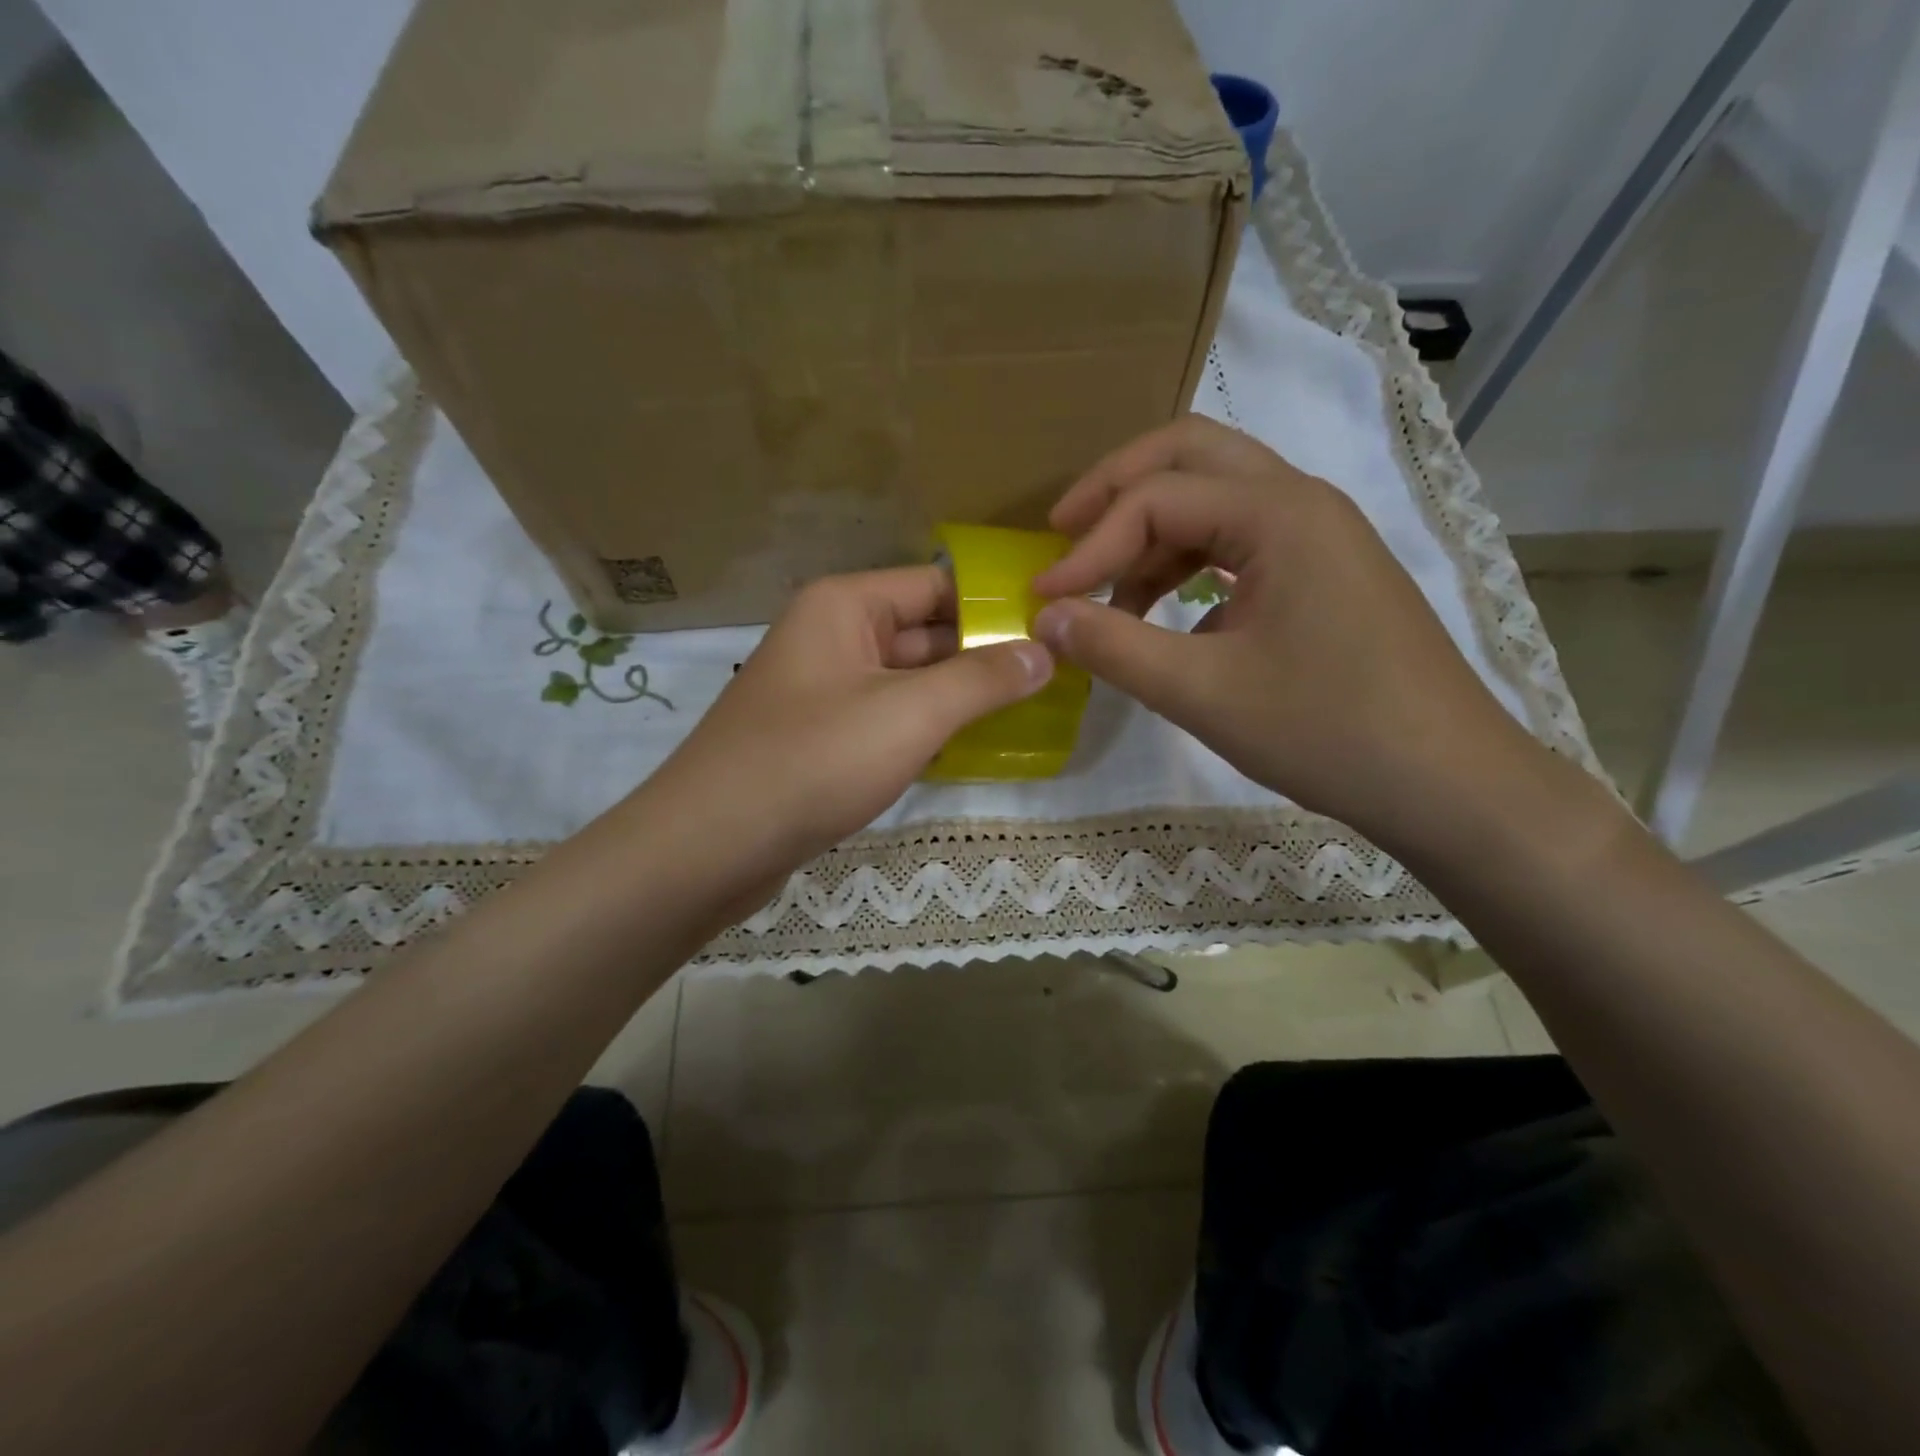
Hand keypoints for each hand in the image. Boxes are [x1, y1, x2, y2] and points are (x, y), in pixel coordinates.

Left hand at [642, 566, 1053, 889]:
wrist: (710, 846)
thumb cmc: (814, 760)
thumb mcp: (910, 713)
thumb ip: (982, 679)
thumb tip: (1045, 650)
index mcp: (845, 606)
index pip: (937, 585)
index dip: (995, 603)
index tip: (1055, 626)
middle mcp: (831, 637)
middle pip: (924, 633)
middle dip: (984, 654)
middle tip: (1057, 674)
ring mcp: (823, 691)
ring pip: (907, 681)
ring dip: (960, 696)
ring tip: (1032, 709)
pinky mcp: (820, 740)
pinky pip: (886, 719)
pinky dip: (926, 730)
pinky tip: (973, 748)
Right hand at [1031, 415, 1536, 846]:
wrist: (1448, 783)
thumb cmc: (1328, 732)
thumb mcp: (1203, 692)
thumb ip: (1114, 647)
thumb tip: (1045, 616)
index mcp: (1279, 514)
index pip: (1156, 499)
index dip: (1088, 546)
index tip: (1042, 597)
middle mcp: (1302, 502)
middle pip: (1190, 454)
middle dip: (1116, 489)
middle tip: (1062, 533)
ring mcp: (1319, 534)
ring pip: (1215, 494)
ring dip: (1151, 529)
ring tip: (1107, 593)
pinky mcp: (1323, 571)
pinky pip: (1239, 538)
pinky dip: (1188, 561)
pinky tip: (1164, 614)